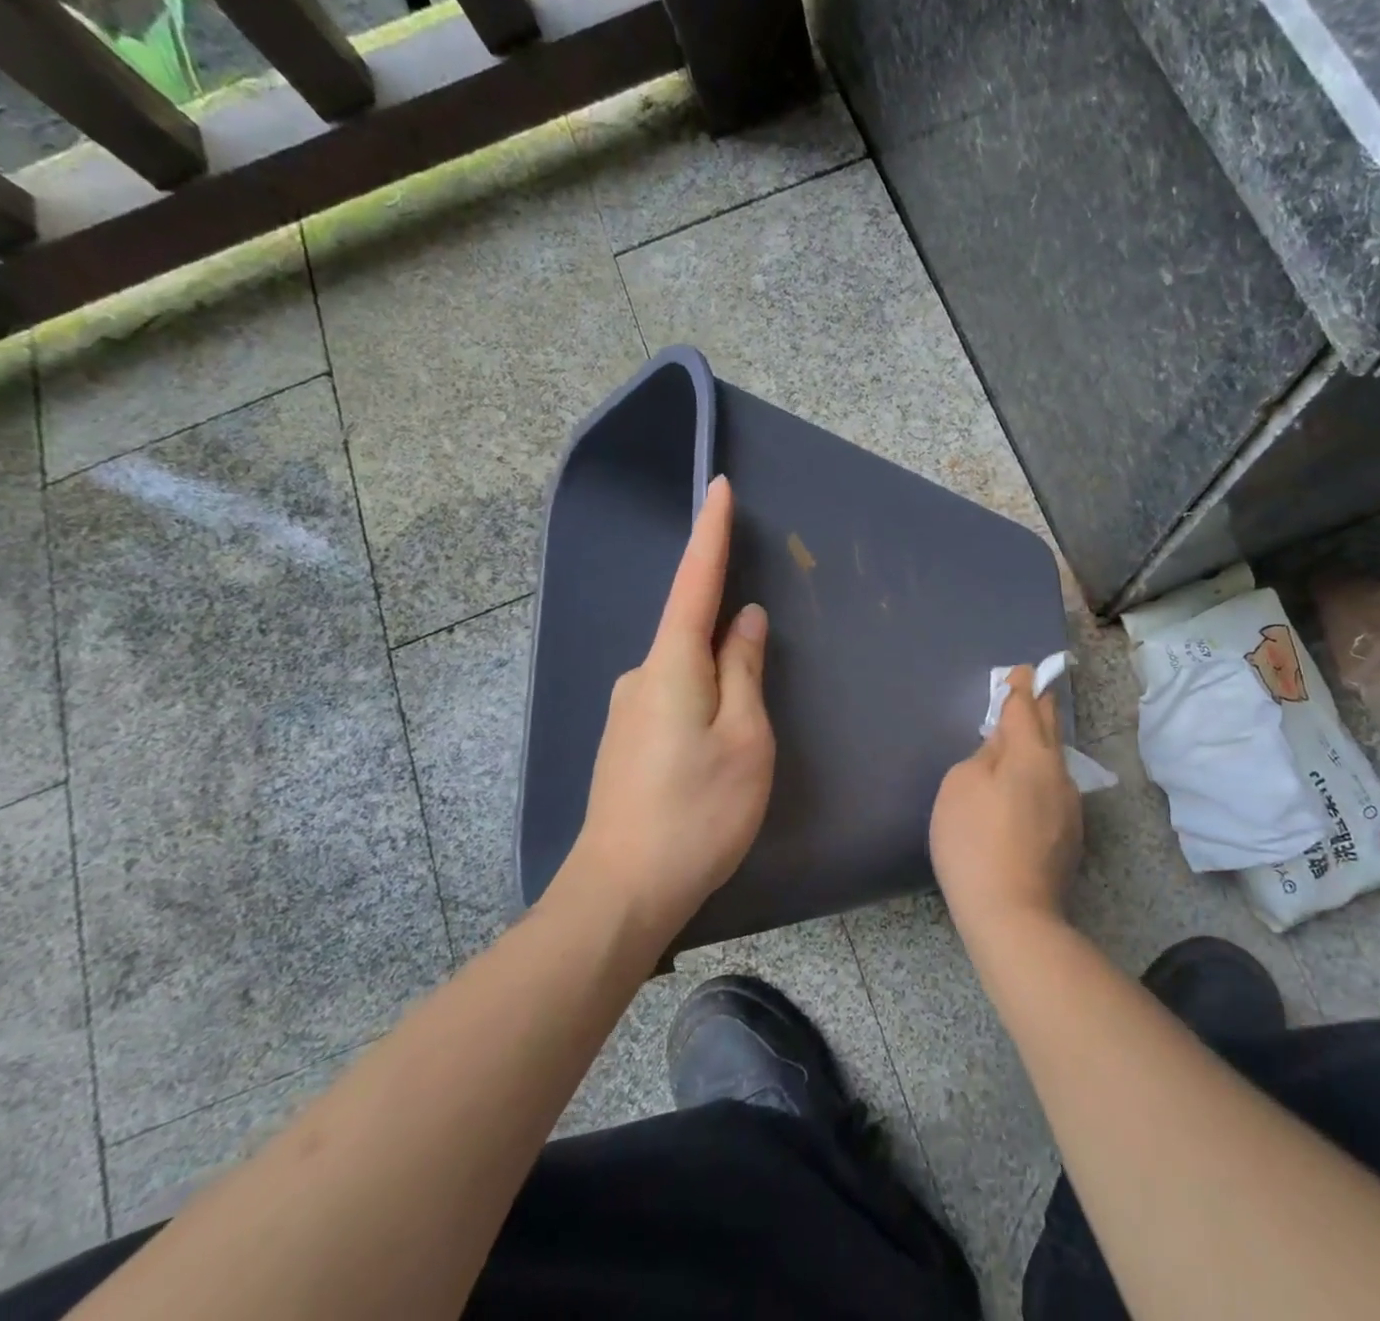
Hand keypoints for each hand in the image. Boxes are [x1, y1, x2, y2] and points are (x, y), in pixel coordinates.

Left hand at [560, 475, 774, 941]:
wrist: (621, 891)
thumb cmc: (697, 811)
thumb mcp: (744, 738)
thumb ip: (744, 670)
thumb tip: (743, 620)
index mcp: (672, 664)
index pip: (695, 582)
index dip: (711, 533)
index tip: (719, 487)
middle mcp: (641, 675)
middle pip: (692, 631)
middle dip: (726, 632)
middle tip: (758, 682)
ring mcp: (627, 710)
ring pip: (685, 673)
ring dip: (718, 681)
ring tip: (740, 741)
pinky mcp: (625, 741)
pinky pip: (673, 699)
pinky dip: (701, 703)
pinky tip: (713, 753)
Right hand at [929, 667, 1082, 934]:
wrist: (1013, 914)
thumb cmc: (974, 842)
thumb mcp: (960, 786)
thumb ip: (983, 756)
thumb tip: (1002, 750)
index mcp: (1031, 754)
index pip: (1026, 707)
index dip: (1020, 686)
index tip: (1022, 671)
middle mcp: (1058, 773)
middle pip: (1050, 728)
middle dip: (1039, 707)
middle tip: (1031, 692)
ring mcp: (1069, 806)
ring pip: (1054, 761)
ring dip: (1040, 744)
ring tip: (1022, 741)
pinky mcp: (1070, 835)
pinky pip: (1053, 789)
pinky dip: (1039, 777)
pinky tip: (1024, 791)